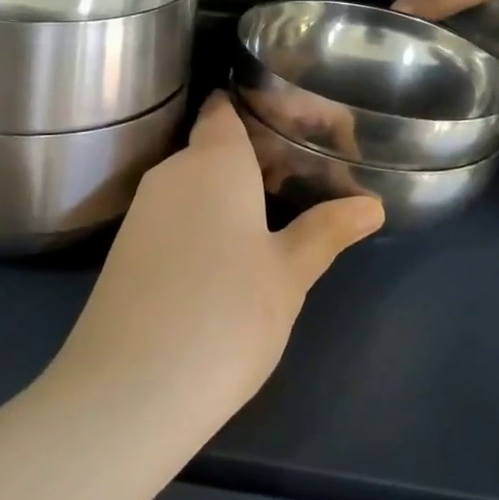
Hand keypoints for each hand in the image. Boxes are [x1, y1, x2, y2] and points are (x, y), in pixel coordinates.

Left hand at [51, 93, 384, 428]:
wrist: (128, 391)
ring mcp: (143, 210)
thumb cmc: (226, 315)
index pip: (227, 108)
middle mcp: (172, 171)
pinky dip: (204, 219)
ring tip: (278, 214)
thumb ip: (326, 231)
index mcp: (213, 160)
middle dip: (257, 157)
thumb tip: (371, 206)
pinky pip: (175, 214)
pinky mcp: (127, 248)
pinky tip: (229, 254)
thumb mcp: (288, 274)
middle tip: (305, 177)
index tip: (299, 124)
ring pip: (194, 182)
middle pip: (214, 145)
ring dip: (231, 192)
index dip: (261, 108)